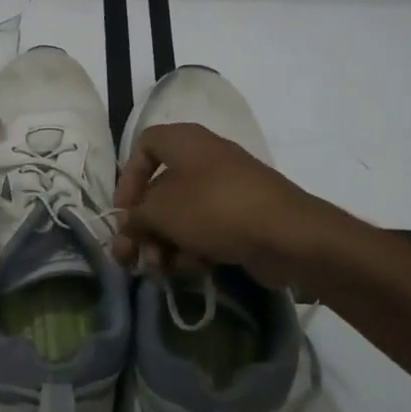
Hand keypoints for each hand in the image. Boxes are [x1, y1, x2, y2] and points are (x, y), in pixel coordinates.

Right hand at [112, 123, 337, 290]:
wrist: (286, 234)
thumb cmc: (215, 209)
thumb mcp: (162, 211)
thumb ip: (135, 217)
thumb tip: (126, 225)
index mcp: (185, 142)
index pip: (144, 146)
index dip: (129, 178)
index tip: (123, 211)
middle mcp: (204, 159)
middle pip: (161, 190)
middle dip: (144, 226)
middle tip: (131, 258)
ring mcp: (226, 189)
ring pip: (182, 215)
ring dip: (165, 243)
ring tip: (160, 270)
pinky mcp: (242, 217)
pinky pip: (207, 229)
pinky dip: (194, 247)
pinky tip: (193, 269)